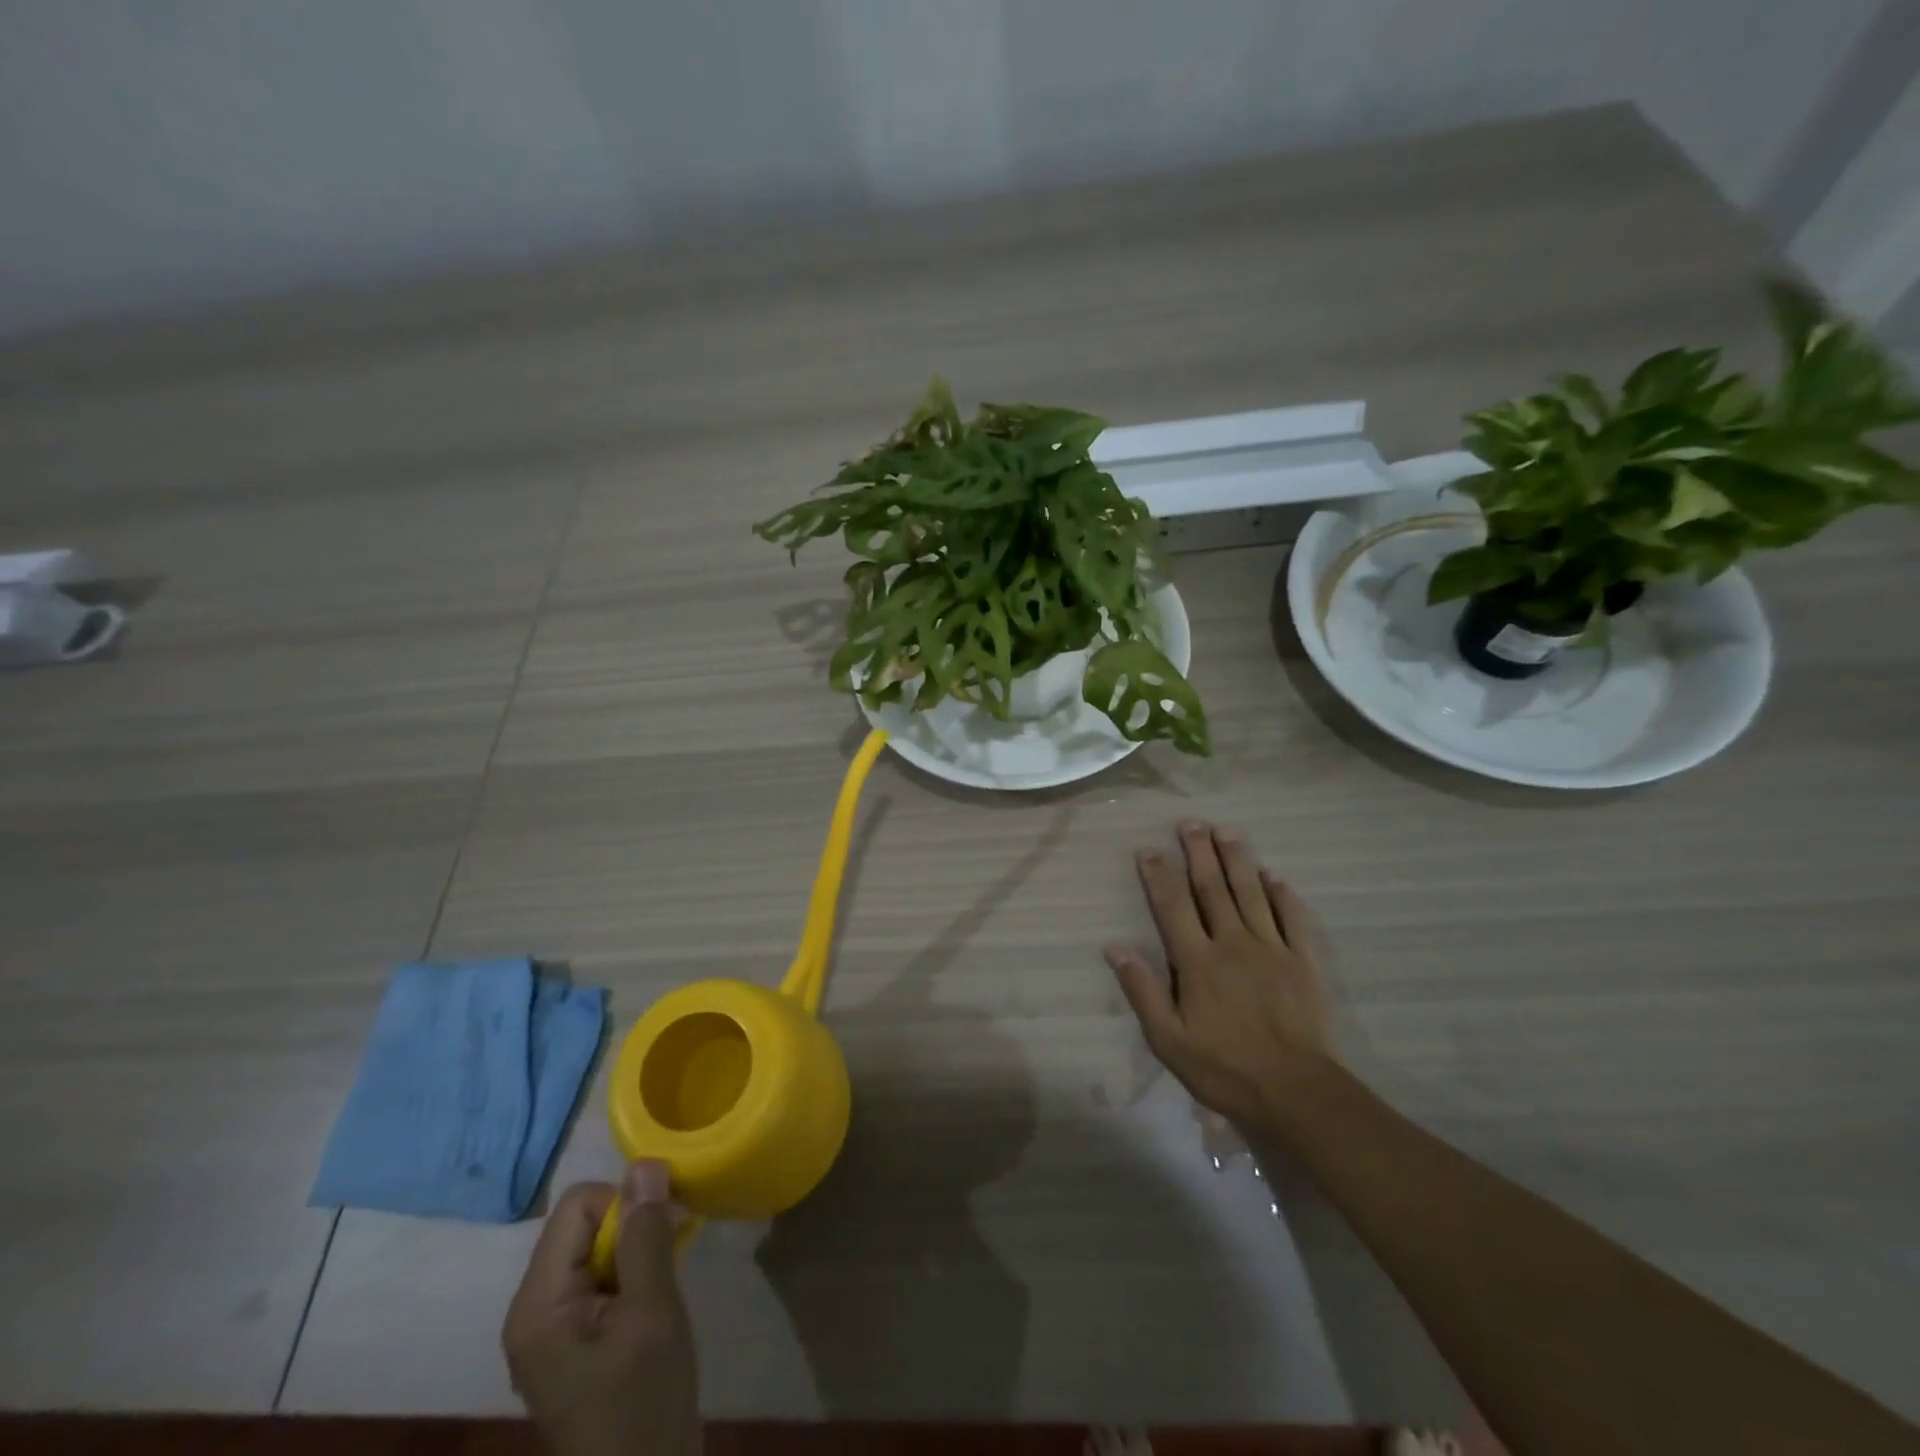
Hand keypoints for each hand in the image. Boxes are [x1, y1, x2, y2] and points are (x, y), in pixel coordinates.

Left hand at [502, 1164, 699, 1455]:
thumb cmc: (645, 1402)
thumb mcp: (653, 1312)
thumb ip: (645, 1236)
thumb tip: (646, 1164)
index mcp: (537, 1304)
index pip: (577, 1205)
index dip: (624, 1205)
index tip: (661, 1234)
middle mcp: (531, 1309)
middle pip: (582, 1223)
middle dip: (631, 1227)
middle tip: (668, 1258)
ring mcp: (549, 1327)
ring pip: (593, 1246)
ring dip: (634, 1250)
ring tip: (661, 1287)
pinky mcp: (570, 1339)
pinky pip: (597, 1275)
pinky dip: (630, 1272)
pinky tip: (652, 1303)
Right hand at [1106, 821, 1335, 1132]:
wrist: (1296, 1092)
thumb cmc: (1224, 1068)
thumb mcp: (1168, 1039)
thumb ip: (1142, 989)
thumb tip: (1114, 947)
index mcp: (1197, 961)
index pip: (1172, 907)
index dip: (1158, 875)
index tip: (1148, 849)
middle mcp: (1233, 943)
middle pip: (1212, 889)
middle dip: (1198, 853)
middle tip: (1191, 823)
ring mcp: (1272, 949)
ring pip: (1251, 894)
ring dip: (1237, 860)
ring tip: (1227, 831)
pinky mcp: (1303, 962)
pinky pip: (1292, 920)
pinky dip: (1283, 896)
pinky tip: (1275, 877)